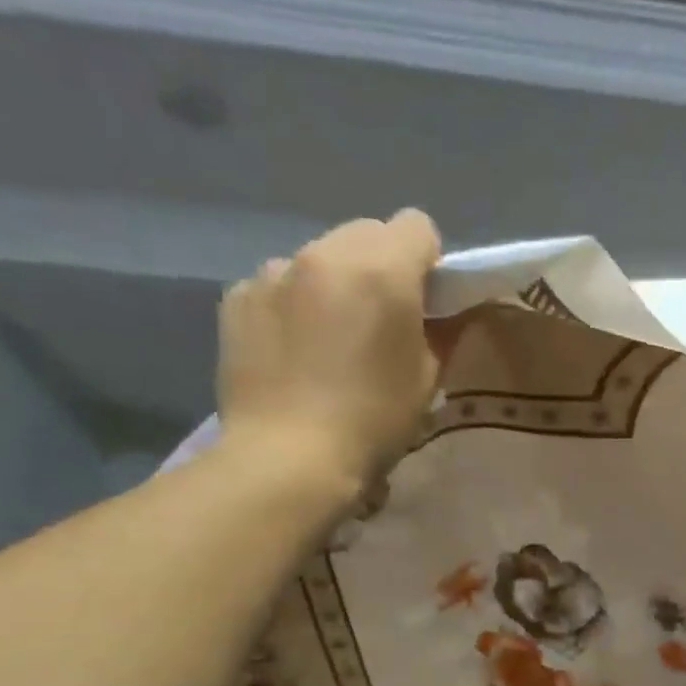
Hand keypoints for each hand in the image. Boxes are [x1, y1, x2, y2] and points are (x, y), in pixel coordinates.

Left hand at [217, 210, 442, 482]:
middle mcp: (326, 253)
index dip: (428, 261)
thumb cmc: (373, 423)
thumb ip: (443, 332)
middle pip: (366, 233)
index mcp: (383, 270)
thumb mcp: (427, 381)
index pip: (418, 226)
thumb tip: (447, 312)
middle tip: (377, 320)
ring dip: (332, 283)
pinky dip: (291, 305)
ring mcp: (274, 271)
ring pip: (318, 256)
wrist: (288, 459)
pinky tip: (291, 351)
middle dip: (379, 265)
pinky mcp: (238, 297)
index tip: (425, 301)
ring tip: (327, 339)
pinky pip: (277, 284)